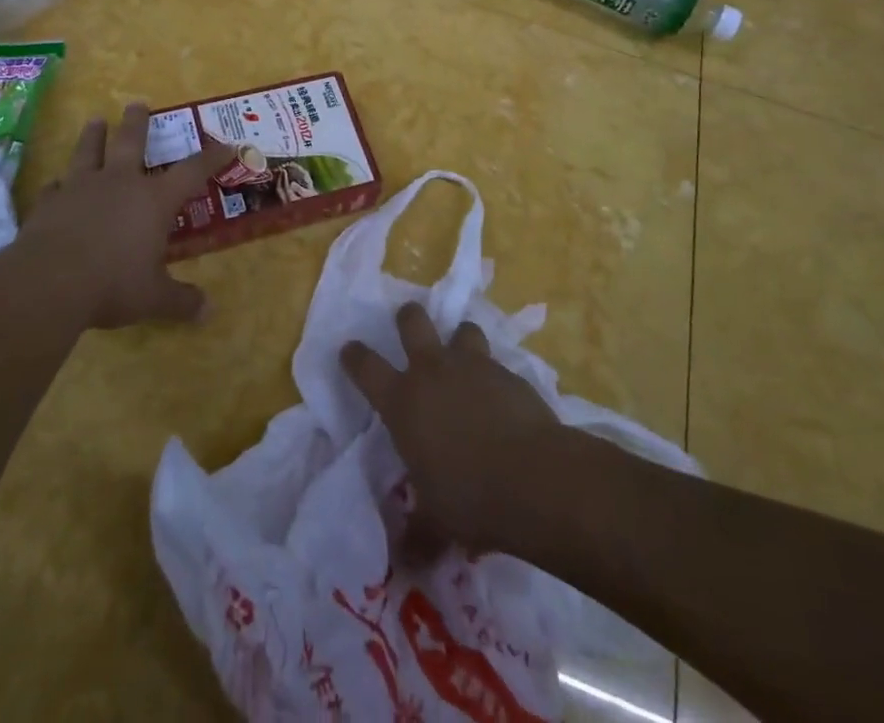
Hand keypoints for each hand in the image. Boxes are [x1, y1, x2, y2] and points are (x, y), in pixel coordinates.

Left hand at [15, 104, 234, 330]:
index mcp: (153, 200)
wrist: (48, 282)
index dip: (211, 157)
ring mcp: (81, 188)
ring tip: (95, 121)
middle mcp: (120, 183)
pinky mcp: (49, 203)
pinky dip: (60, 184)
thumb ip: (181, 301)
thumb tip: (208, 313)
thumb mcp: (154, 297)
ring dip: (94, 135)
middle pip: (131, 142)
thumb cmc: (113, 284)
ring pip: (90, 152)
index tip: (227, 144)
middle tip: (137, 103)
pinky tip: (57, 184)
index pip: (192, 171)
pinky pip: (56, 187)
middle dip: (137, 122)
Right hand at [342, 303, 561, 556]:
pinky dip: (496, 375)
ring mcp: (473, 365)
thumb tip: (405, 564)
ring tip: (465, 357)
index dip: (354, 356)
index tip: (350, 350)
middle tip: (409, 324)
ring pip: (461, 328)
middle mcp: (432, 371)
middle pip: (412, 321)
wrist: (532, 478)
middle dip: (408, 318)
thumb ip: (418, 535)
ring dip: (460, 340)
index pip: (366, 367)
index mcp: (402, 401)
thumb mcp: (436, 523)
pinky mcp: (509, 372)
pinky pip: (497, 362)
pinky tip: (504, 398)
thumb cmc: (469, 498)